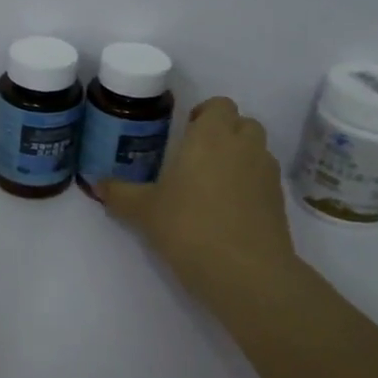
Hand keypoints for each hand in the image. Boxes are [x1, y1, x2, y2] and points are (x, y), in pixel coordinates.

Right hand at [102, 98, 303, 309]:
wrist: (246, 273)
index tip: (185, 133)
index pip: (219, 105)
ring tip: (212, 185)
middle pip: (242, 123)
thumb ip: (120, 194)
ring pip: (256, 150)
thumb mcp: (144, 211)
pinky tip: (228, 211)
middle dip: (224, 133)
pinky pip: (263, 180)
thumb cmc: (189, 227)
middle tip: (197, 157)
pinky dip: (250, 185)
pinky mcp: (279, 202)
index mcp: (210, 136)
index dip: (204, 114)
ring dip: (239, 158)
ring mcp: (266, 173)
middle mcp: (243, 146)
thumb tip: (97, 185)